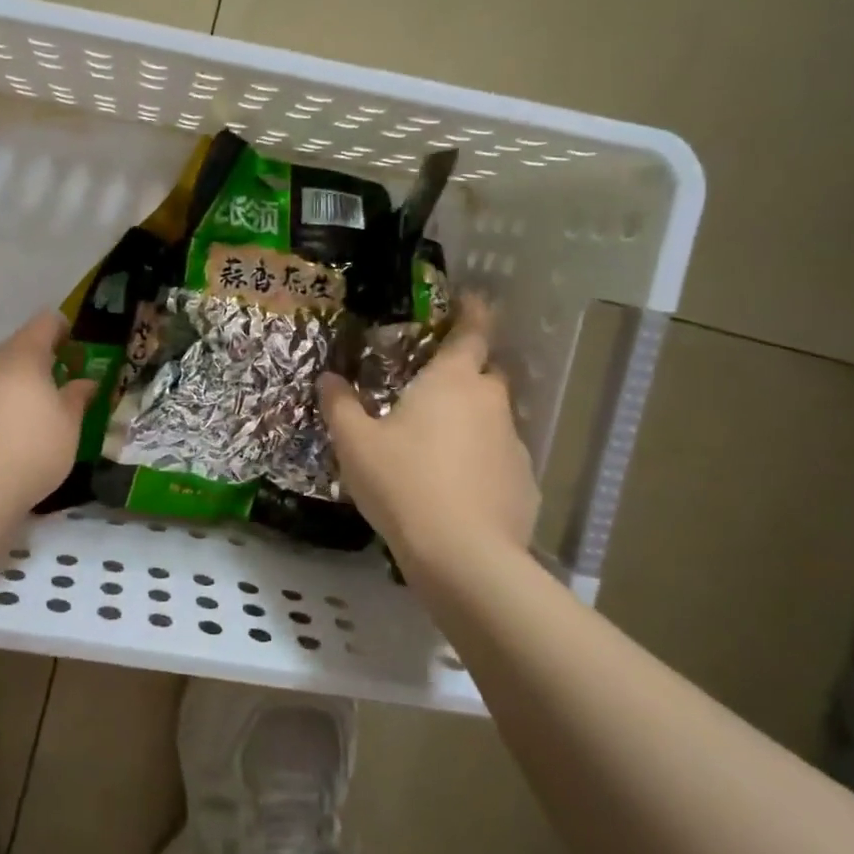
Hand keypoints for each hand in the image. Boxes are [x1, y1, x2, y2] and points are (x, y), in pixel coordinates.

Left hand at [0, 312, 98, 514]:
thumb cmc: (33, 448)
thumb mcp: (69, 424)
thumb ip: (77, 396)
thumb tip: (85, 382)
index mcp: (22, 354)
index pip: (46, 322)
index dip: (65, 331)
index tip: (77, 353)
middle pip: (20, 348)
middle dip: (41, 364)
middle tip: (61, 391)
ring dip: (17, 386)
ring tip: (34, 416)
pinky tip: (8, 435)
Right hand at [319, 295, 537, 574]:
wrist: (462, 554)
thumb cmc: (403, 483)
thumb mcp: (355, 443)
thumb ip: (340, 405)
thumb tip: (328, 378)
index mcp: (452, 381)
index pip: (472, 332)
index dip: (474, 312)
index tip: (475, 299)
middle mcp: (491, 403)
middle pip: (486, 375)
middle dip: (466, 373)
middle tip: (433, 388)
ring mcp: (514, 444)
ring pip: (493, 419)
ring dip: (471, 422)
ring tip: (437, 449)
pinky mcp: (525, 483)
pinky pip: (500, 459)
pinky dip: (482, 462)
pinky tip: (457, 489)